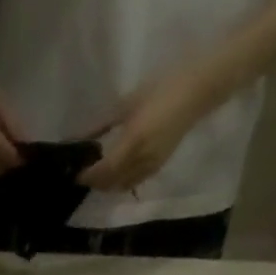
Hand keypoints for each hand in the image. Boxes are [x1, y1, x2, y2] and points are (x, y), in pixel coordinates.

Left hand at [80, 62, 230, 191]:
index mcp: (132, 142)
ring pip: (122, 186)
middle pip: (111, 183)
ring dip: (108, 185)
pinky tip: (117, 173)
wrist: (199, 88)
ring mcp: (152, 164)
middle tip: (85, 174)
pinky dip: (122, 182)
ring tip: (99, 174)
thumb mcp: (128, 103)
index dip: (88, 176)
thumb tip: (80, 137)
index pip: (103, 171)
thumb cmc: (163, 88)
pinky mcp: (159, 165)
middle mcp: (141, 159)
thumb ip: (103, 124)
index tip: (76, 173)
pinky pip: (135, 182)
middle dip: (95, 182)